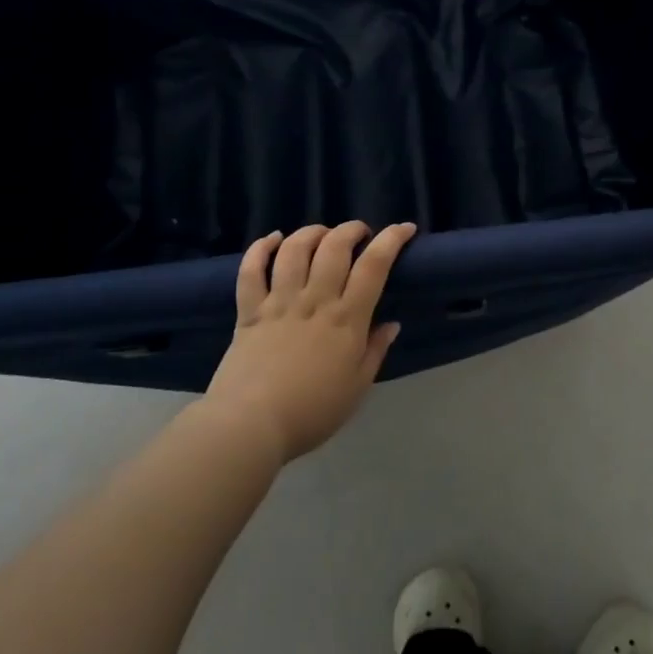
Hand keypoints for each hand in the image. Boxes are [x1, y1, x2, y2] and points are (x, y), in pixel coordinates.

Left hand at [204, 221, 416, 463]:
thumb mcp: (357, 388)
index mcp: (346, 318)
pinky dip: (260, 248)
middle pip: (334, 247)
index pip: (374, 266)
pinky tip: (272, 239)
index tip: (404, 228)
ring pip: (294, 249)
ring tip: (321, 234)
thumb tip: (392, 323)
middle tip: (360, 233)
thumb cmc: (312, 412)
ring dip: (311, 232)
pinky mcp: (248, 310)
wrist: (250, 425)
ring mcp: (279, 302)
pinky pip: (251, 269)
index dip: (391, 240)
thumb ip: (375, 351)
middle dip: (351, 230)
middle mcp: (314, 300)